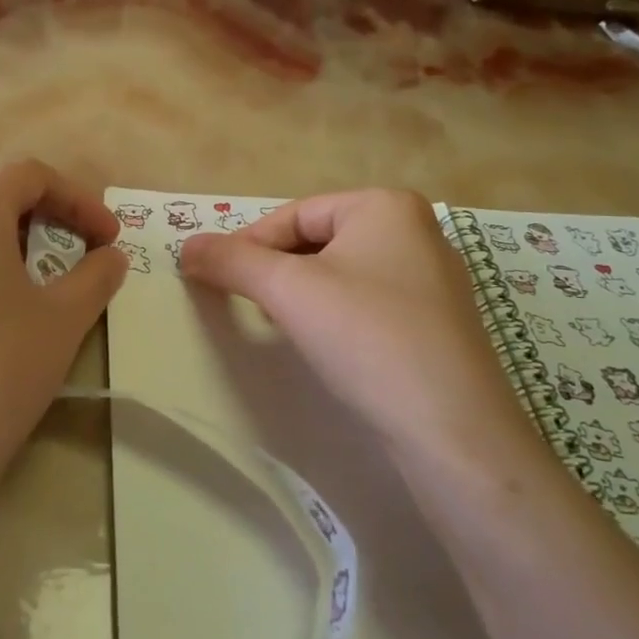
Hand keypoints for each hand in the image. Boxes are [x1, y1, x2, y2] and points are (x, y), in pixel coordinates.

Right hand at [179, 190, 529, 454]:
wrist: (452, 431)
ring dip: (302, 294)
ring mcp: (434, 280)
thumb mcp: (288, 291)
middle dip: (276, 270)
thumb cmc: (367, 338)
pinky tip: (326, 346)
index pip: (294, 215)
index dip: (249, 245)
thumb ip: (232, 262)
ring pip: (342, 274)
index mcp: (387, 206)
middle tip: (246, 304)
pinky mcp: (438, 324)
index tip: (216, 279)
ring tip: (280, 325)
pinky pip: (369, 303)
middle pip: (318, 241)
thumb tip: (187, 246)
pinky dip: (336, 316)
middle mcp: (418, 232)